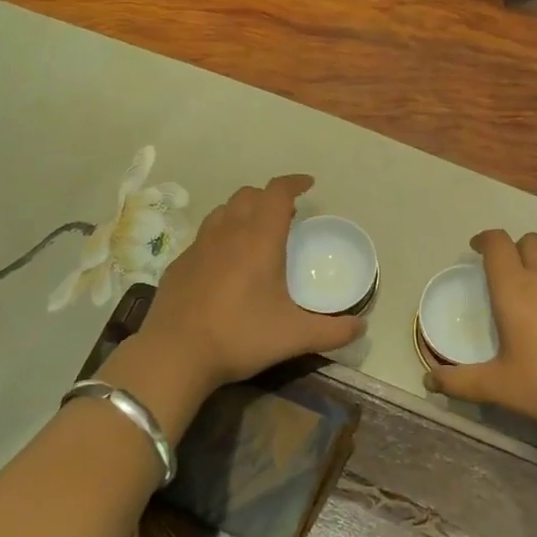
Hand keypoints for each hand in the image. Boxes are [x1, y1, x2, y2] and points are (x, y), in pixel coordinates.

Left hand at [129, 174, 364, 400]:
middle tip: (286, 216)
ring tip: (255, 234)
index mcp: (259, 239)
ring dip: (243, 212)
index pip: (277, 192)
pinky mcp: (179, 264)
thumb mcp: (294, 336)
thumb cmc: (240, 336)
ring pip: (223, 211)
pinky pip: (204, 237)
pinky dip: (221, 237)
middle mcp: (228, 232)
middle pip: (249, 194)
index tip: (308, 184)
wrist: (175, 354)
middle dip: (269, 197)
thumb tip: (361, 327)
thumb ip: (332, 331)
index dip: (294, 183)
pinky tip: (224, 265)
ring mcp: (198, 246)